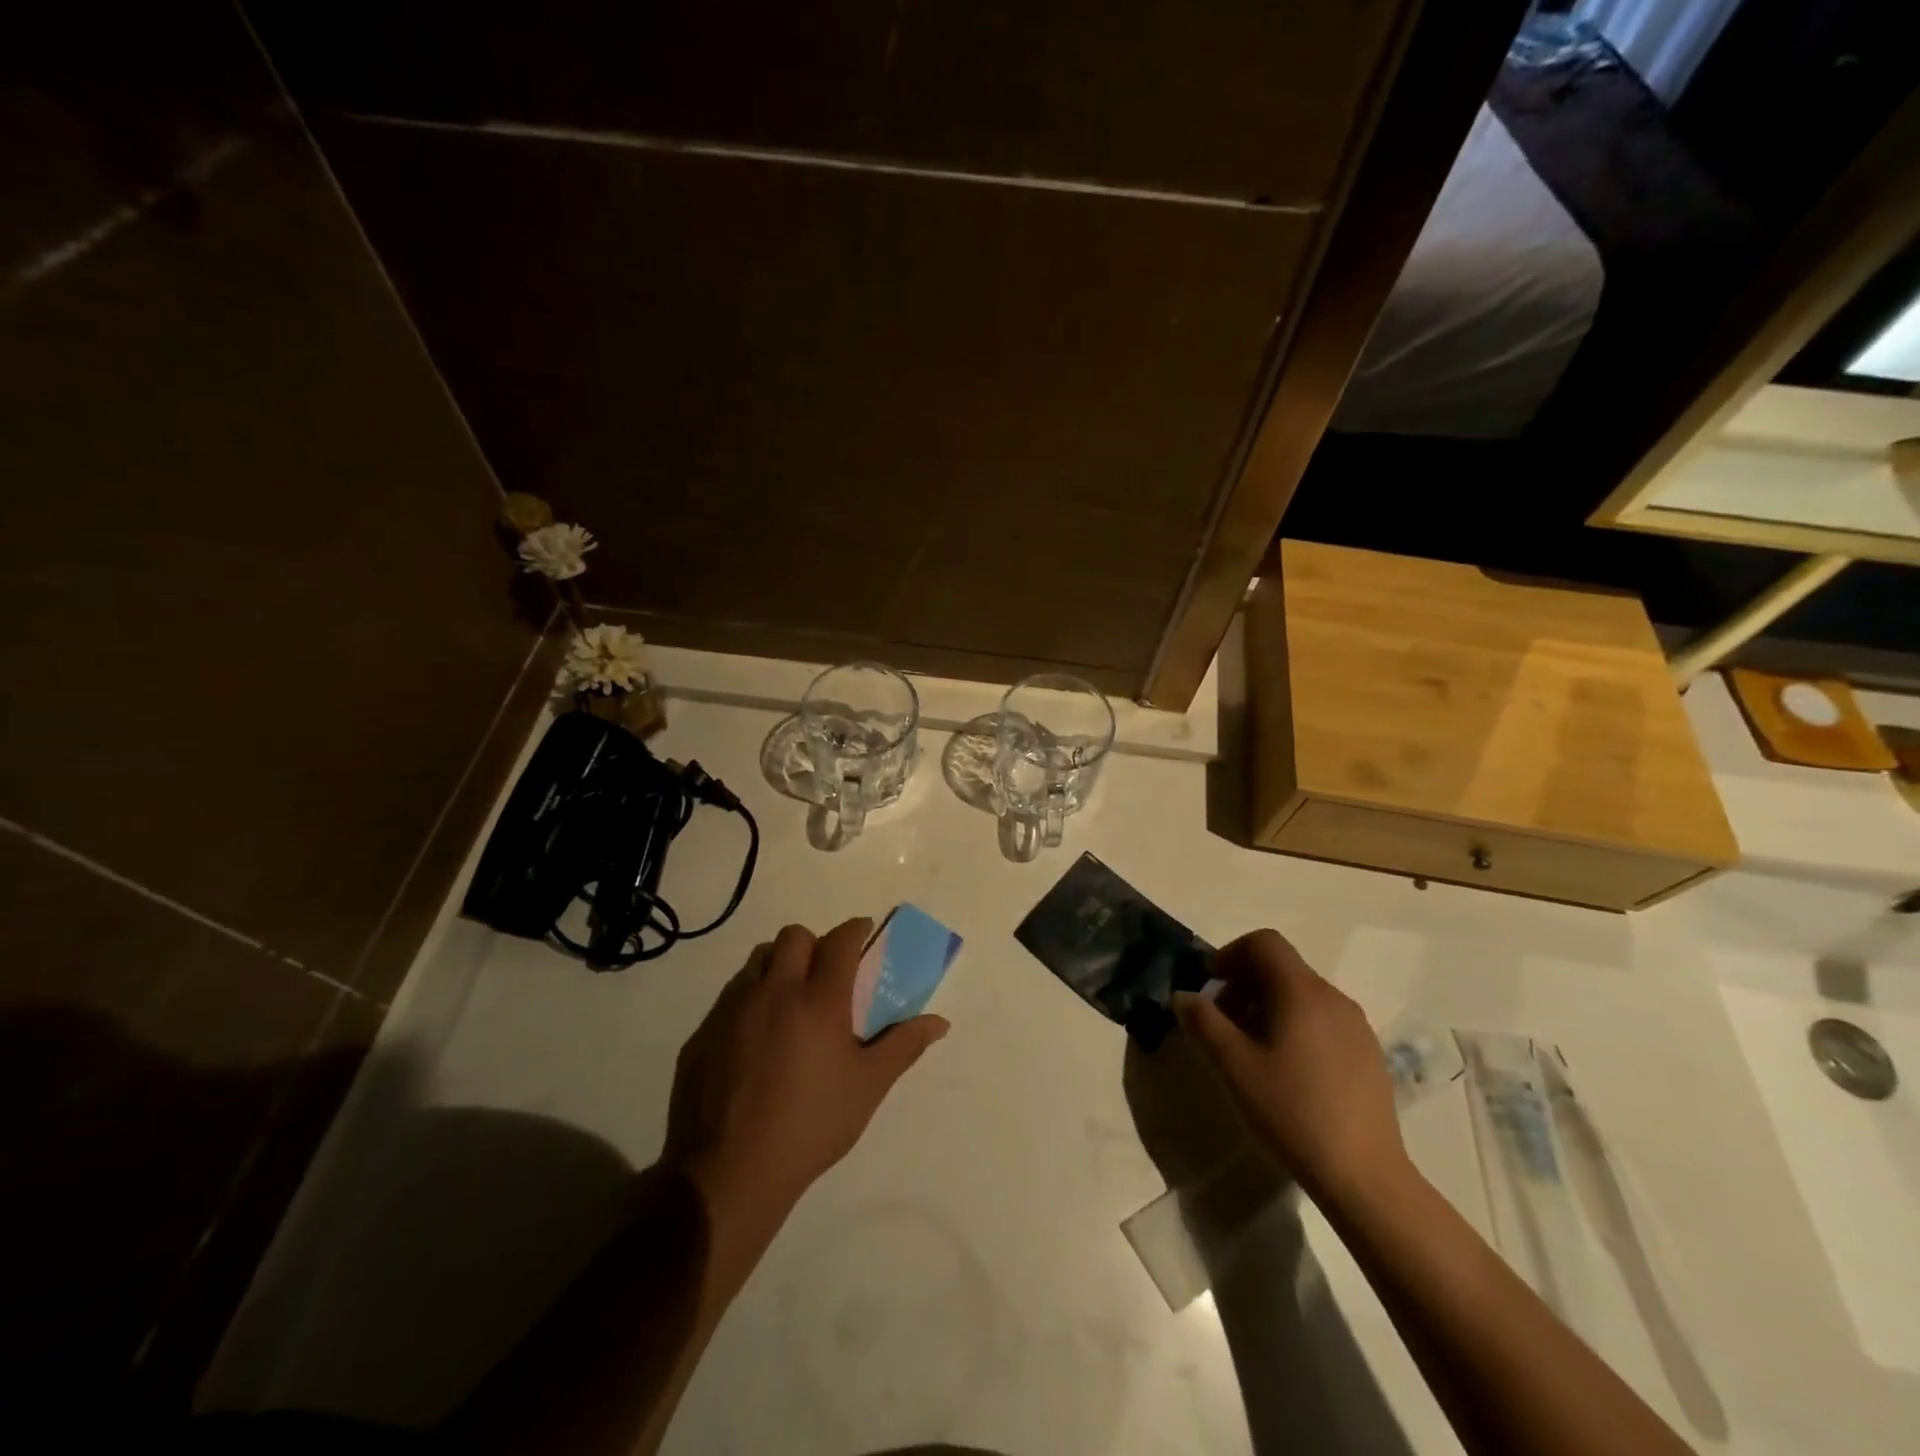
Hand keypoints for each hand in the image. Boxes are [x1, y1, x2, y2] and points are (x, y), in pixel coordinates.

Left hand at [663, 919, 947, 1242]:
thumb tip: (940, 1022)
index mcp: (819, 1000)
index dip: (855, 929)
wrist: (730, 1171)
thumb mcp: (868, 1087)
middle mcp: (775, 991)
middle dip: (814, 943)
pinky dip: (750, 999)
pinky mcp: (704, 1032)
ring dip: (779, 966)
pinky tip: (756, 1038)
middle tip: (825, 972)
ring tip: (789, 1001)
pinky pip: (731, 995)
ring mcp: (733, 1009)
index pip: (840, 941)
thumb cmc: (811, 1125)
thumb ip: (904, 1045)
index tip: (864, 931)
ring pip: (758, 961)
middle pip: (793, 936)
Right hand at [1173, 929, 1407, 1204]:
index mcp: (1301, 991)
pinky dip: (1296, 1025)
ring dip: (1269, 1005)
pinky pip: (1323, 1019)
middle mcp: (1333, 997)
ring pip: (1302, 994)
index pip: (1264, 942)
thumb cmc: (1291, 1111)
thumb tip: (1184, 996)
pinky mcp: (1368, 1053)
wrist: (1364, 1176)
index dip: (1230, 954)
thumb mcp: (1233, 1066)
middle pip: (1282, 966)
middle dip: (1245, 984)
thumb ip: (1202, 1022)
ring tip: (1252, 1050)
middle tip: (1223, 1023)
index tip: (1211, 987)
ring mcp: (1356, 1026)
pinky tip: (1288, 1071)